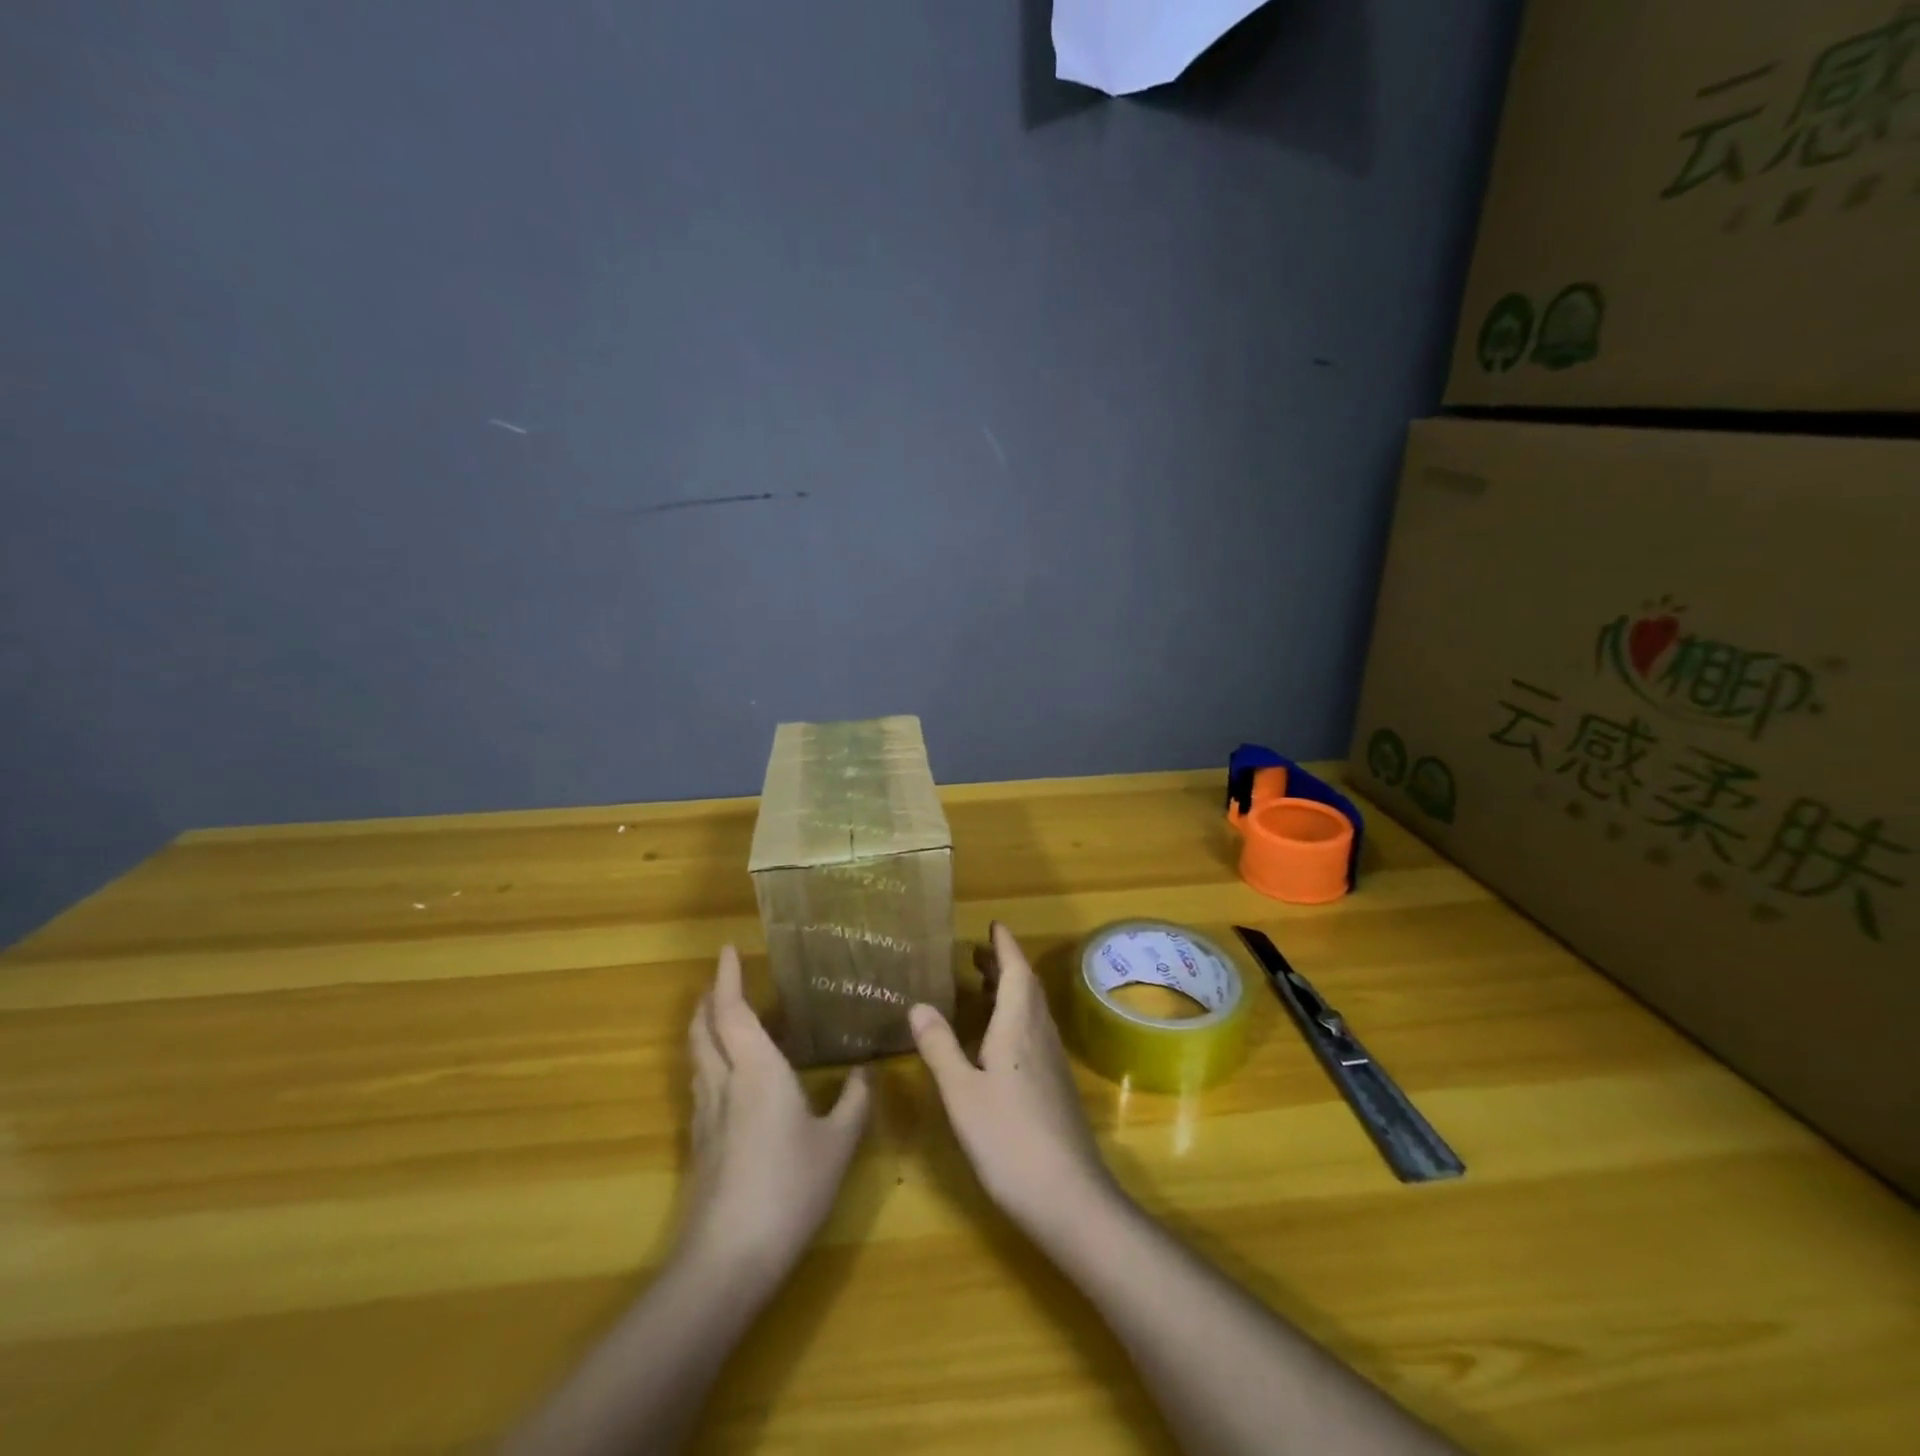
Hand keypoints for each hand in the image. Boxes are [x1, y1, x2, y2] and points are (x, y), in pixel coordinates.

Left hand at [681, 946, 870, 1279]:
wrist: (727, 1260)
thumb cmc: (788, 1189)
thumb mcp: (837, 1145)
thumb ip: (852, 1103)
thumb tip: (862, 1073)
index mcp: (756, 1071)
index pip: (732, 1011)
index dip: (727, 978)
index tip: (727, 950)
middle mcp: (724, 1083)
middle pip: (703, 1030)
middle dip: (709, 1000)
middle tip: (722, 981)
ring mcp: (705, 1116)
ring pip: (697, 1058)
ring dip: (704, 1030)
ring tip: (723, 1020)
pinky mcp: (700, 1145)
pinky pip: (701, 1085)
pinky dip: (709, 1062)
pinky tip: (728, 1079)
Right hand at [909, 923, 1116, 1237]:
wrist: (1069, 1197)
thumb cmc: (1009, 1139)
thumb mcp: (961, 1094)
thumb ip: (940, 1047)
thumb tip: (918, 1004)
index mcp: (1018, 1026)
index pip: (1016, 971)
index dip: (1004, 946)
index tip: (993, 925)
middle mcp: (1040, 1034)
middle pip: (1026, 987)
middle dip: (1004, 965)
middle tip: (978, 954)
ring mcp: (1052, 1061)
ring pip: (1032, 1010)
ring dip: (1011, 990)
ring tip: (983, 987)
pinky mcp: (1055, 1085)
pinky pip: (1034, 1032)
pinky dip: (1015, 1017)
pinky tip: (998, 1039)